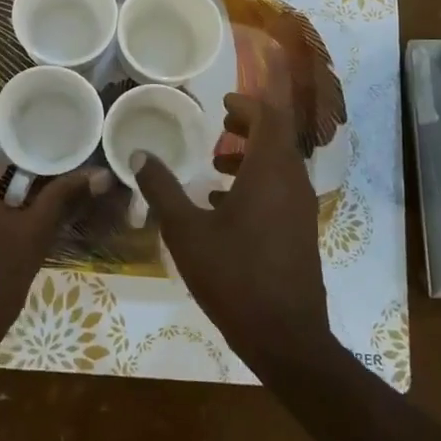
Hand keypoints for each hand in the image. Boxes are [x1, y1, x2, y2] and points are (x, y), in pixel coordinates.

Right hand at [135, 73, 330, 377]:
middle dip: (248, 127)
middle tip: (219, 126)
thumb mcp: (185, 231)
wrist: (285, 337)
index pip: (269, 118)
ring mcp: (301, 210)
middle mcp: (293, 183)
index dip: (247, 104)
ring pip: (279, 166)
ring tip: (215, 166)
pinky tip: (224, 207)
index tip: (222, 103)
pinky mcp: (301, 233)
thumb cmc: (233, 275)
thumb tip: (138, 154)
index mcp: (270, 171)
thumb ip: (161, 189)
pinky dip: (257, 184)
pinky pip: (281, 192)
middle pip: (277, 138)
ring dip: (251, 157)